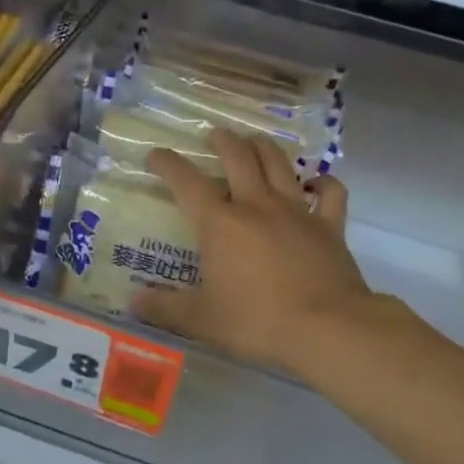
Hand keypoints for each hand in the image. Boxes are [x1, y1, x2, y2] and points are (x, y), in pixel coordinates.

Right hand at [136, 130, 373, 378]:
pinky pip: (330, 192)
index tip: (156, 155)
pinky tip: (315, 181)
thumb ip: (165, 309)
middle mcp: (256, 206)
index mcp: (220, 224)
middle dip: (223, 141)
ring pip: (279, 164)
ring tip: (254, 140)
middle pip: (239, 158)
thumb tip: (132, 301)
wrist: (326, 328)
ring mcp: (297, 212)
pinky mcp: (329, 226)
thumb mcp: (201, 321)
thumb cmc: (256, 322)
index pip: (187, 183)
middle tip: (215, 134)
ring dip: (264, 147)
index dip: (168, 164)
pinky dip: (323, 182)